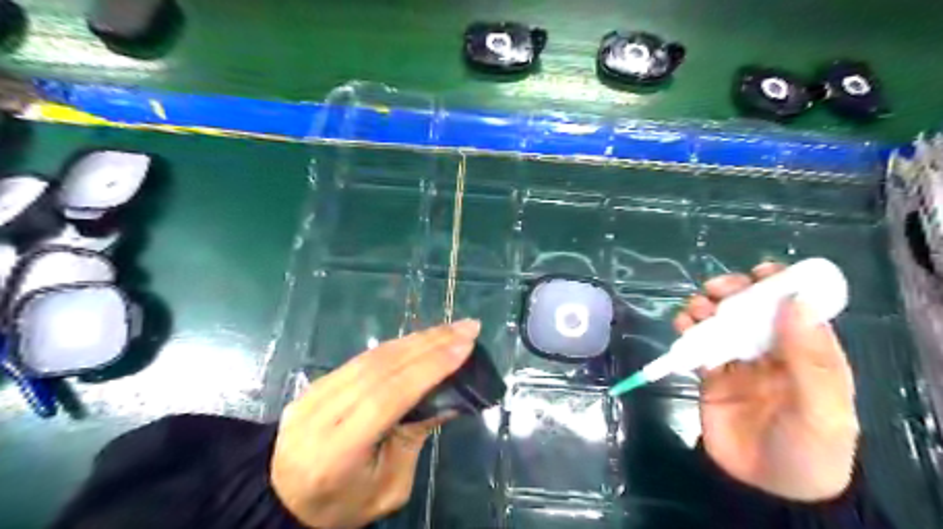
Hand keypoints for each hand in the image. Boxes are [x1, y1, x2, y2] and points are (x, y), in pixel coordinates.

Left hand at [272, 318, 479, 527]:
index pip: (387, 397)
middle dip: (430, 343)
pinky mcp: (315, 382)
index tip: (465, 346)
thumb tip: (451, 396)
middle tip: (467, 327)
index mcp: (337, 452)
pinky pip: (362, 358)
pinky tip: (421, 339)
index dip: (428, 367)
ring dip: (417, 339)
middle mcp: (320, 415)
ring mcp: (313, 394)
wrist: (284, 499)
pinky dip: (397, 346)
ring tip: (450, 329)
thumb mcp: (391, 485)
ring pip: (372, 356)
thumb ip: (416, 436)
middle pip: (381, 368)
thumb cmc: (346, 503)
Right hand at [670, 262, 860, 501]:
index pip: (796, 309)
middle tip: (717, 291)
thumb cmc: (807, 449)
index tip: (760, 272)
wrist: (765, 490)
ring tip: (694, 311)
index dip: (780, 286)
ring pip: (721, 322)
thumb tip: (794, 301)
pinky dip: (687, 330)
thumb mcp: (822, 408)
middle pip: (752, 310)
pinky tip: (682, 328)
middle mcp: (773, 351)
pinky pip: (698, 343)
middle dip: (734, 293)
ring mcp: (739, 362)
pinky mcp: (711, 374)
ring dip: (706, 308)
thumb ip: (809, 357)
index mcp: (808, 353)